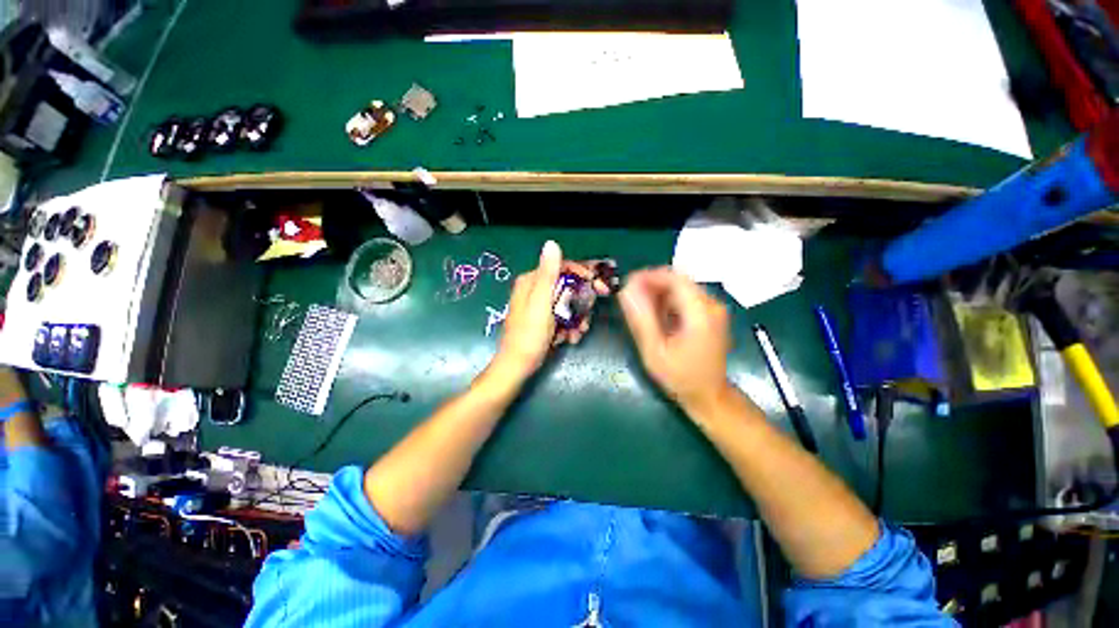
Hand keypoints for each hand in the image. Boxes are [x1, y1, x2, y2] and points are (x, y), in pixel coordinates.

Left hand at [493, 242, 610, 381]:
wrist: (518, 366)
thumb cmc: (529, 336)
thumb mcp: (540, 304)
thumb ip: (548, 275)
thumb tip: (551, 243)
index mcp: (532, 281)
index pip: (563, 268)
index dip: (584, 276)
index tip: (601, 288)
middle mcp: (535, 289)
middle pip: (568, 287)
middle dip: (581, 304)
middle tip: (588, 318)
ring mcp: (539, 305)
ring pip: (568, 303)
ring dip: (577, 318)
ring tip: (577, 333)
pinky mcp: (544, 319)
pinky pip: (563, 316)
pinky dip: (569, 326)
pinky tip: (569, 338)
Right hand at [619, 267, 732, 412]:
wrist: (709, 396)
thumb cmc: (680, 377)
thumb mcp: (654, 351)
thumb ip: (640, 319)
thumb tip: (626, 291)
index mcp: (700, 313)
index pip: (674, 279)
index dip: (648, 276)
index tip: (627, 283)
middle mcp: (712, 305)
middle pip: (678, 280)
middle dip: (651, 284)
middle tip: (629, 296)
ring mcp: (714, 309)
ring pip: (681, 287)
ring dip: (658, 292)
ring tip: (639, 307)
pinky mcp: (711, 315)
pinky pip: (686, 297)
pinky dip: (668, 300)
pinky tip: (656, 314)